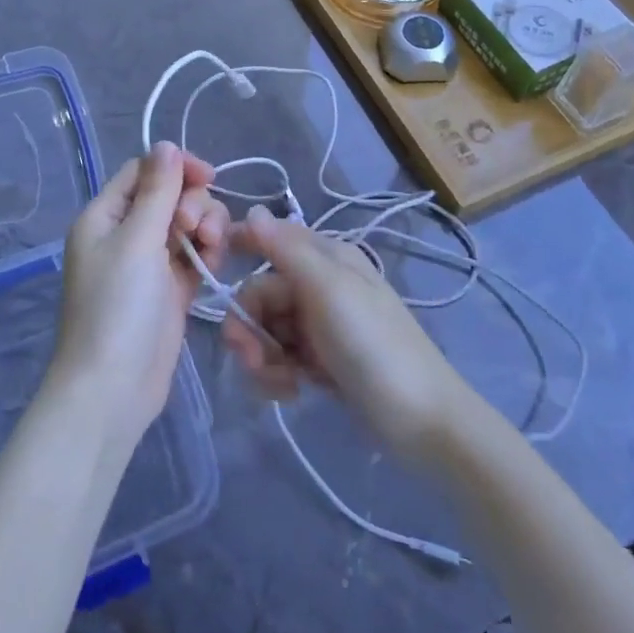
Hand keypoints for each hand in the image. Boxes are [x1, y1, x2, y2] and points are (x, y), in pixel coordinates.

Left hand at [54, 143, 227, 440]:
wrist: (112, 389)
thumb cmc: (117, 308)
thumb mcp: (136, 241)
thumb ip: (156, 191)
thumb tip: (165, 144)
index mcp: (105, 216)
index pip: (144, 172)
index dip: (176, 168)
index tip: (208, 177)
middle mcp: (125, 234)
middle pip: (170, 196)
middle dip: (193, 204)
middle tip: (197, 230)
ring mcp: (148, 263)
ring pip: (186, 225)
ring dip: (205, 227)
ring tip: (211, 248)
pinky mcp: (170, 290)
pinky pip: (193, 256)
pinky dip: (206, 254)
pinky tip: (213, 264)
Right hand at [222, 207, 467, 462]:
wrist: (422, 422)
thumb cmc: (373, 346)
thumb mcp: (329, 290)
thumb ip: (286, 249)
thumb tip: (252, 210)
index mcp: (326, 258)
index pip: (270, 238)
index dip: (240, 247)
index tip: (211, 267)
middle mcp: (321, 285)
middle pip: (261, 292)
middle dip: (249, 324)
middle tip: (252, 358)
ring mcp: (321, 325)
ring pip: (267, 328)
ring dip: (262, 355)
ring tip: (279, 383)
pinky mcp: (322, 361)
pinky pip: (281, 356)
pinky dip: (277, 373)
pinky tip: (291, 392)